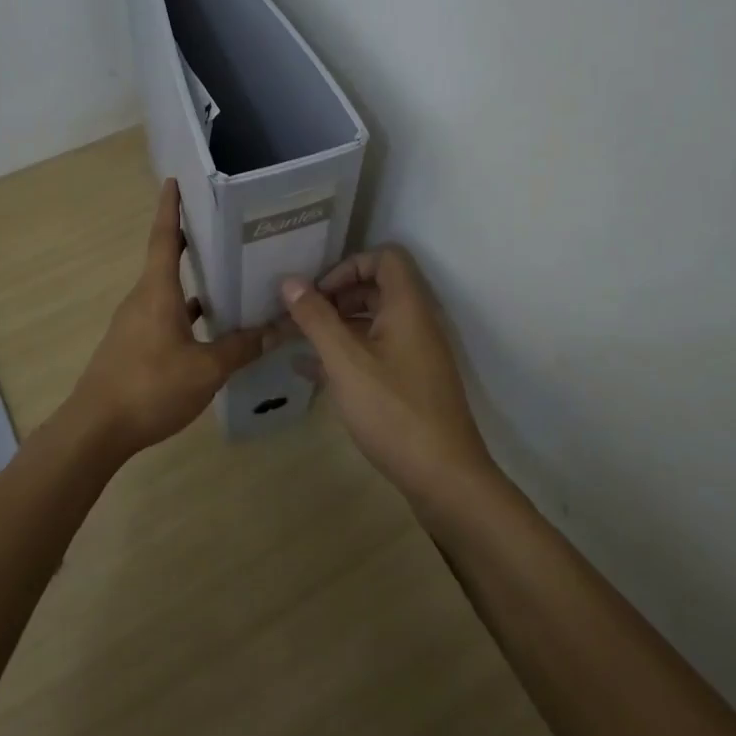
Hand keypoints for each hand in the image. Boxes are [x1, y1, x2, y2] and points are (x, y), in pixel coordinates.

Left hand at [72, 179, 264, 453]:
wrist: (96, 429)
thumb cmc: (150, 387)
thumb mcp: (205, 369)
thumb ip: (240, 348)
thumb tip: (276, 329)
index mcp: (156, 291)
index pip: (164, 238)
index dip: (171, 208)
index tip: (174, 181)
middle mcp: (142, 299)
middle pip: (166, 260)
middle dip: (191, 241)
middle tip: (222, 227)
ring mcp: (134, 324)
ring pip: (167, 291)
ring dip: (192, 281)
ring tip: (227, 275)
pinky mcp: (133, 346)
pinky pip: (164, 316)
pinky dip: (186, 313)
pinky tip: (209, 327)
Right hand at [278, 246, 496, 506]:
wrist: (444, 478)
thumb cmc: (393, 411)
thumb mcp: (346, 362)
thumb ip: (316, 319)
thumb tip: (290, 282)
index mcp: (407, 307)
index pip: (385, 258)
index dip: (349, 265)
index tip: (318, 293)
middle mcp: (416, 323)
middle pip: (377, 288)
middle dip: (337, 296)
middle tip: (303, 317)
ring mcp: (416, 354)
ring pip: (374, 322)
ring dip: (338, 325)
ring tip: (300, 341)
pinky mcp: (411, 382)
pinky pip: (376, 352)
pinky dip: (347, 353)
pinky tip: (311, 371)